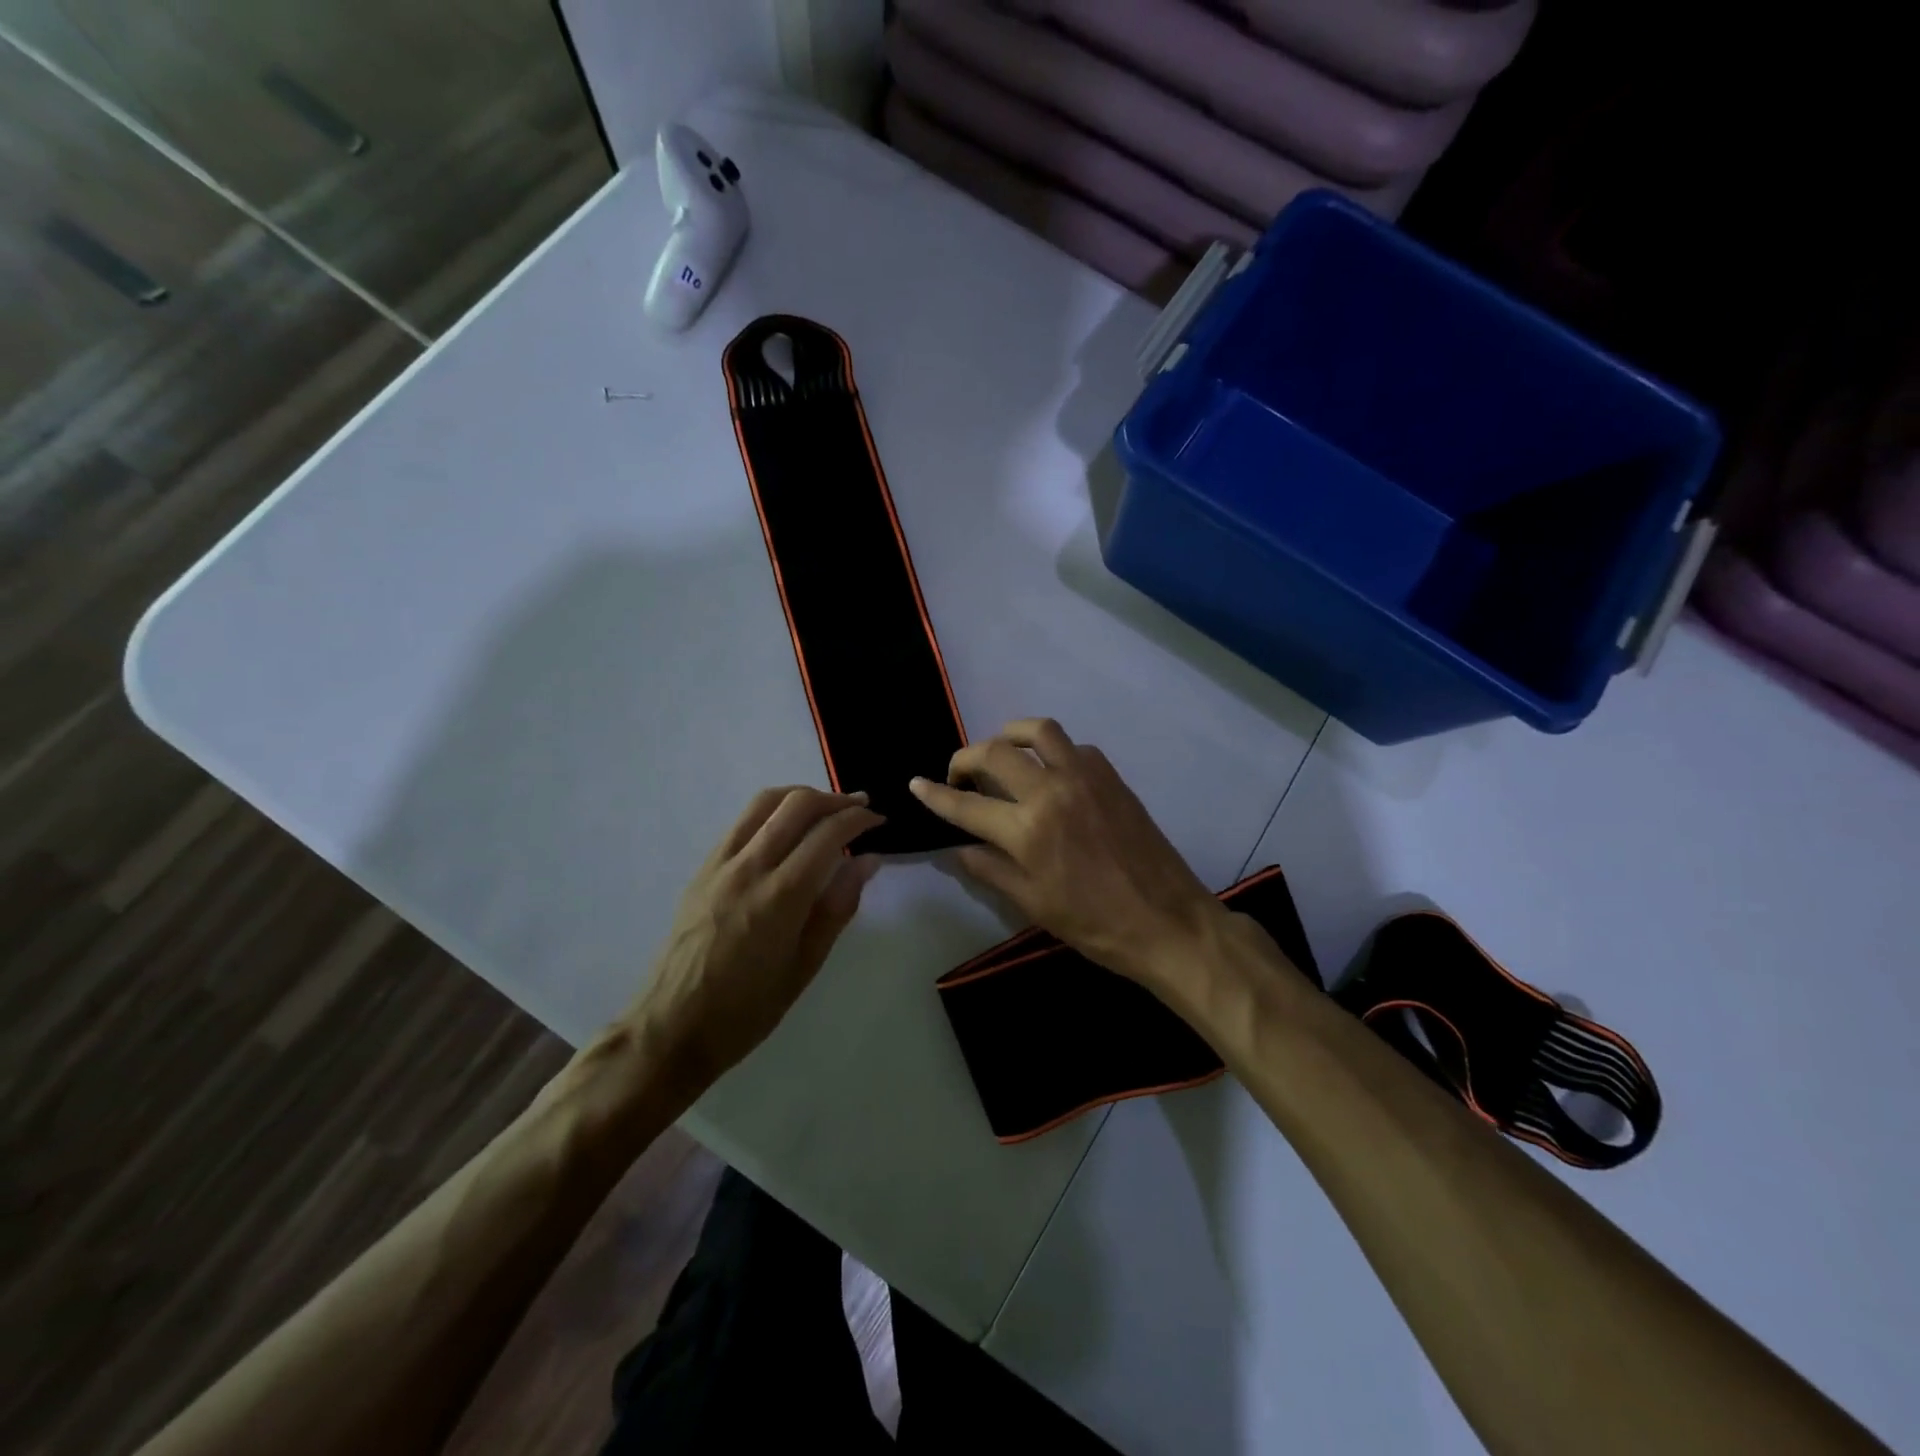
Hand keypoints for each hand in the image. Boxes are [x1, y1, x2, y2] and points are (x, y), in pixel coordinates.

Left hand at [627, 786, 882, 1098]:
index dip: (859, 819)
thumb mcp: (805, 966)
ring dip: (801, 796)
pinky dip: (772, 811)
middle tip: (860, 806)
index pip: (828, 834)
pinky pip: (742, 822)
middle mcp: (749, 868)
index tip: (879, 821)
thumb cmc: (747, 1009)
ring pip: (765, 802)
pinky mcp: (702, 869)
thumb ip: (839, 907)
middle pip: (796, 804)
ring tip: (826, 808)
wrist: (671, 1028)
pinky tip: (786, 829)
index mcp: (781, 896)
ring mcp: (720, 864)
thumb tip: (869, 861)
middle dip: (835, 798)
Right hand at [909, 718, 1228, 988]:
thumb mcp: (1034, 905)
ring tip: (1001, 754)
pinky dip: (1052, 751)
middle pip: (995, 752)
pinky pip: (1073, 747)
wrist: (1168, 921)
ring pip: (1038, 731)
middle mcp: (1052, 791)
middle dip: (965, 758)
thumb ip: (991, 869)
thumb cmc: (1096, 925)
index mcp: (1028, 830)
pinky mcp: (1111, 776)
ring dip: (1010, 735)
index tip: (916, 784)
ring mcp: (1085, 777)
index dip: (935, 794)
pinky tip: (1050, 773)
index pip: (966, 805)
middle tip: (959, 776)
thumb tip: (959, 847)